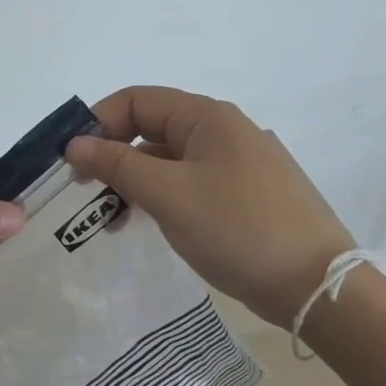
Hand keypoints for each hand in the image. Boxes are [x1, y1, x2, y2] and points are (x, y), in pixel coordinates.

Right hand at [64, 86, 354, 319]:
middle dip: (112, 154)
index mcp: (207, 117)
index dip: (99, 122)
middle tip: (84, 191)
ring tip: (109, 216)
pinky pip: (187, 183)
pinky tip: (143, 223)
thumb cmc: (238, 228)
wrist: (314, 286)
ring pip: (167, 160)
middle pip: (151, 128)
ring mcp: (235, 165)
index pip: (137, 100)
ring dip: (132, 180)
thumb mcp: (169, 194)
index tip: (71, 160)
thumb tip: (73, 144)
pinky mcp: (241, 196)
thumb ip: (117, 165)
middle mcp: (222, 132)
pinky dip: (158, 197)